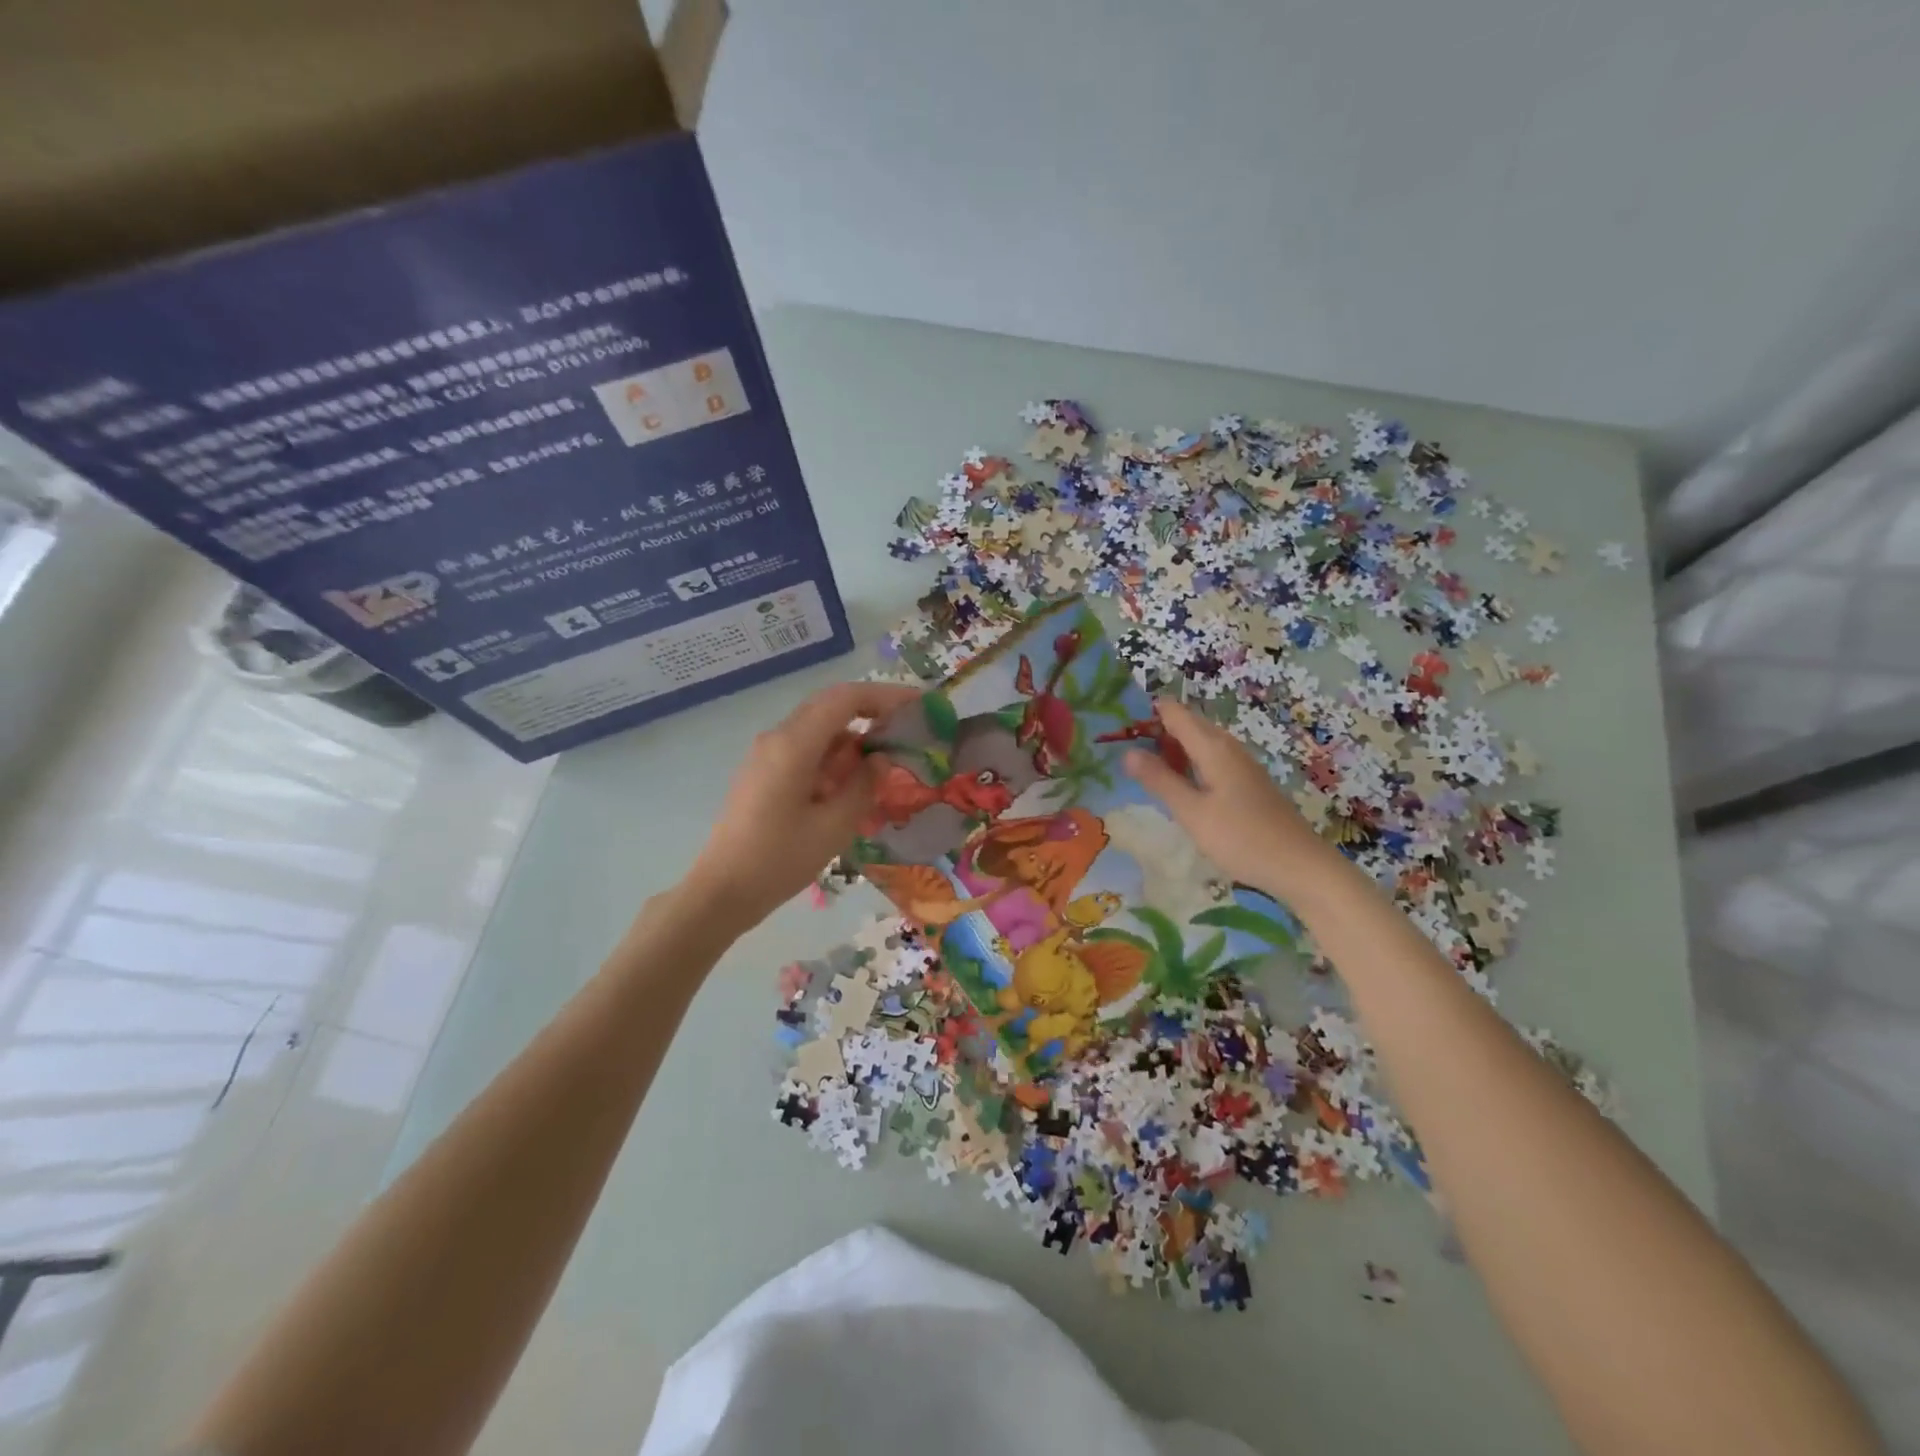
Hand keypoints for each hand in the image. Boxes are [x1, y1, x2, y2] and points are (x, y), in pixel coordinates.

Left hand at [683, 681, 919, 926]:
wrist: (722, 890)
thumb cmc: (779, 860)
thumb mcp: (834, 827)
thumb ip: (864, 786)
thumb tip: (882, 759)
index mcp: (794, 745)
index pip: (845, 698)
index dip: (885, 696)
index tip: (918, 706)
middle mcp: (778, 738)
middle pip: (831, 706)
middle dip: (872, 712)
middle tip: (907, 730)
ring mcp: (767, 754)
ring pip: (819, 728)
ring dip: (853, 738)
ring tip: (886, 763)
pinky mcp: (764, 772)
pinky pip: (806, 749)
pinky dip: (834, 756)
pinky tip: (852, 784)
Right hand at [1122, 698, 1351, 906]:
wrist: (1299, 866)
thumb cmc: (1241, 838)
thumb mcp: (1192, 813)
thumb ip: (1160, 780)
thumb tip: (1127, 752)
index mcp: (1213, 748)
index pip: (1176, 713)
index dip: (1149, 712)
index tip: (1120, 724)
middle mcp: (1229, 748)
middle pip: (1190, 725)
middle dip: (1159, 729)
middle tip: (1125, 747)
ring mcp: (1242, 765)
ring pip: (1202, 743)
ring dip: (1174, 748)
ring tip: (1146, 765)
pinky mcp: (1248, 783)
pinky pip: (1212, 759)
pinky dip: (1191, 763)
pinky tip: (1181, 784)